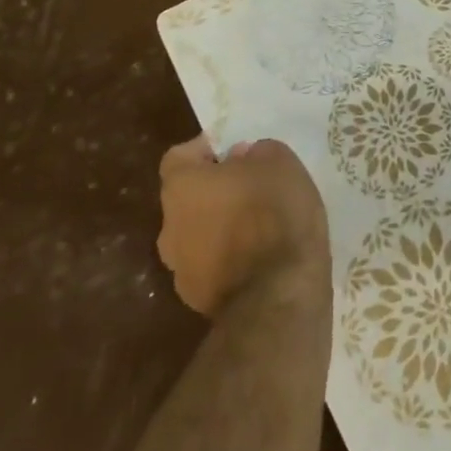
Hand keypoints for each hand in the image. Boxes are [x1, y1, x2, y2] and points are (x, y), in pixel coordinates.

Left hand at [157, 137, 329, 317]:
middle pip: (187, 198)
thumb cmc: (275, 214)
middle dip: (215, 190)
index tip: (235, 151)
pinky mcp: (197, 300)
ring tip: (259, 225)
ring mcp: (180, 269)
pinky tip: (260, 258)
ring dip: (221, 226)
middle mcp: (170, 227)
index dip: (205, 149)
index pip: (178, 157)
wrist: (278, 294)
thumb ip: (256, 152)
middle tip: (252, 187)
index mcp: (182, 187)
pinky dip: (230, 259)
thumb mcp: (280, 162)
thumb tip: (241, 160)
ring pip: (197, 234)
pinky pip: (211, 266)